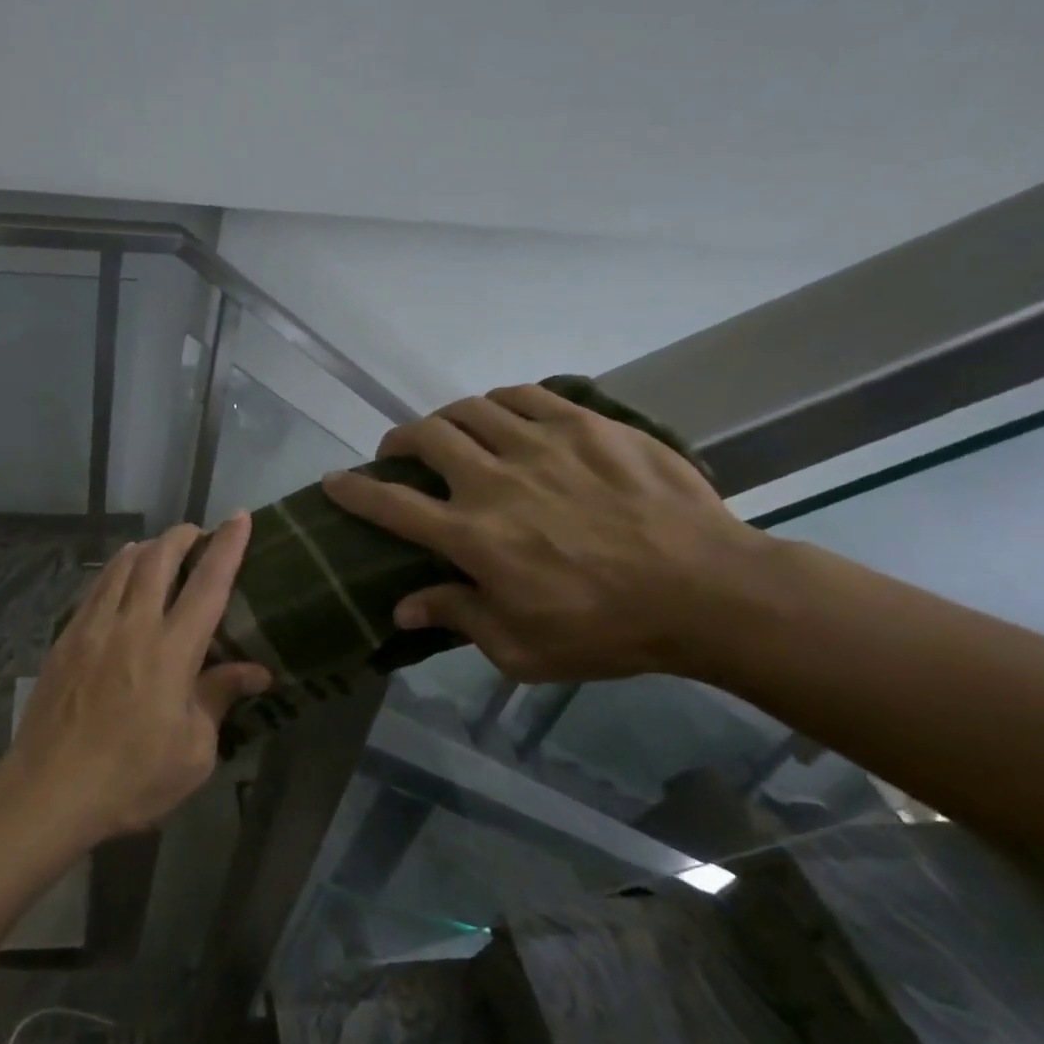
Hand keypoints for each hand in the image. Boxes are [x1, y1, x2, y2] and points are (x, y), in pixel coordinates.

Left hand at [1, 513, 271, 842]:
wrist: (50, 789)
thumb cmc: (132, 778)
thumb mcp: (193, 751)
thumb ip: (219, 698)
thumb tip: (257, 670)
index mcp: (172, 650)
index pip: (208, 584)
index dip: (227, 547)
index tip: (239, 517)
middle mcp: (132, 625)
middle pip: (157, 560)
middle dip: (180, 536)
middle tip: (195, 532)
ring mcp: (93, 628)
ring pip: (120, 567)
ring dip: (145, 548)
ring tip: (158, 546)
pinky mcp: (65, 640)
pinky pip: (94, 589)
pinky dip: (113, 571)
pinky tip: (116, 576)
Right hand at [322, 384, 763, 682]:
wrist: (710, 592)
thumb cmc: (607, 629)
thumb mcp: (522, 647)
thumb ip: (458, 618)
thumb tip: (403, 607)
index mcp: (472, 537)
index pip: (390, 504)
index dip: (353, 490)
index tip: (333, 481)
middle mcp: (493, 481)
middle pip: (425, 438)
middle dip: (398, 441)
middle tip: (400, 453)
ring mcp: (541, 445)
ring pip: (470, 409)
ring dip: (445, 419)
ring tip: (450, 432)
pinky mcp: (587, 425)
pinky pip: (526, 396)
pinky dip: (500, 402)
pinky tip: (504, 415)